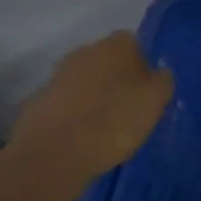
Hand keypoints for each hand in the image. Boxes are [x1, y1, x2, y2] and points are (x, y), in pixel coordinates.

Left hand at [9, 32, 173, 188]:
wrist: (52, 156)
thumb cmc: (113, 121)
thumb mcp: (156, 101)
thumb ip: (163, 81)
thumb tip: (158, 75)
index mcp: (117, 44)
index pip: (137, 45)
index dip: (144, 68)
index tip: (147, 93)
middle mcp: (87, 51)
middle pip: (109, 62)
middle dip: (117, 80)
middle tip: (128, 109)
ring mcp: (58, 76)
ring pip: (86, 82)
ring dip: (94, 98)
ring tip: (104, 129)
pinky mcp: (38, 103)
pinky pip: (65, 105)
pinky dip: (73, 117)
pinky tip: (80, 139)